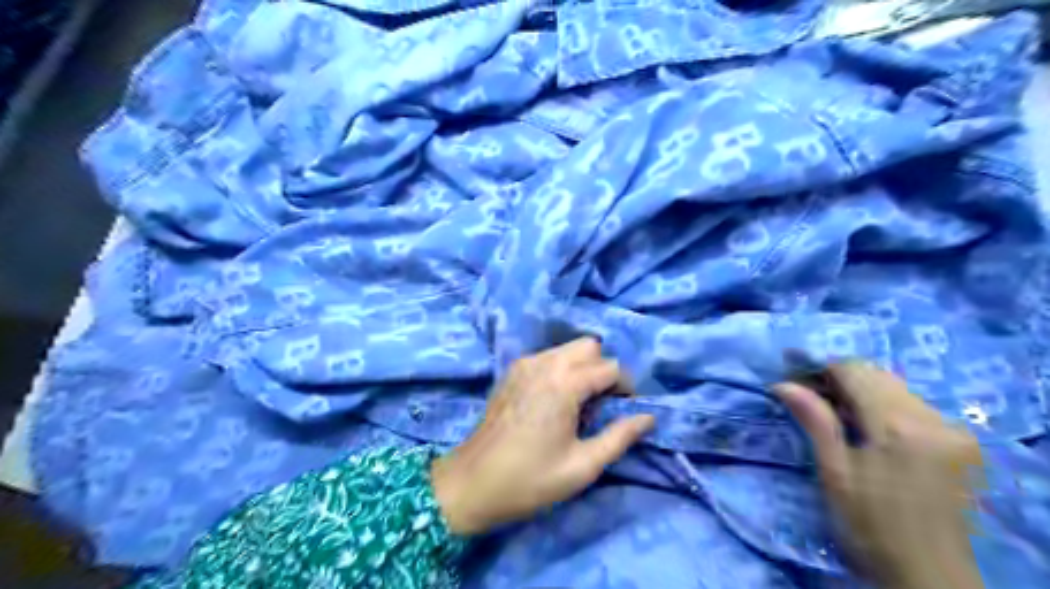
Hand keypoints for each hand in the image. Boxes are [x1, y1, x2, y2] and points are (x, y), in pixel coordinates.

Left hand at [431, 338, 652, 535]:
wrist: (471, 483)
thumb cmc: (529, 479)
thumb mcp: (582, 466)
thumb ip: (620, 437)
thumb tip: (648, 417)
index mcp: (564, 383)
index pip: (610, 367)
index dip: (625, 387)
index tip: (626, 411)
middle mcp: (544, 363)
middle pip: (589, 346)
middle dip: (603, 369)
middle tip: (603, 403)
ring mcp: (524, 364)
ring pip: (567, 349)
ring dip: (582, 367)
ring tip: (580, 403)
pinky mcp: (511, 371)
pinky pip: (547, 357)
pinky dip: (561, 369)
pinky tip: (556, 400)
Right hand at [774, 364, 989, 588]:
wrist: (930, 576)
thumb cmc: (871, 526)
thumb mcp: (835, 473)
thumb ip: (815, 421)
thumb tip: (783, 384)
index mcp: (898, 427)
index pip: (855, 370)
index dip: (821, 367)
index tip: (794, 375)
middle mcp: (933, 419)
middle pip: (878, 374)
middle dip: (840, 378)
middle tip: (809, 394)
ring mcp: (954, 431)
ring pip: (897, 388)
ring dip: (863, 391)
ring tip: (836, 413)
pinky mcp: (963, 443)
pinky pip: (916, 406)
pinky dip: (885, 406)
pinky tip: (869, 429)